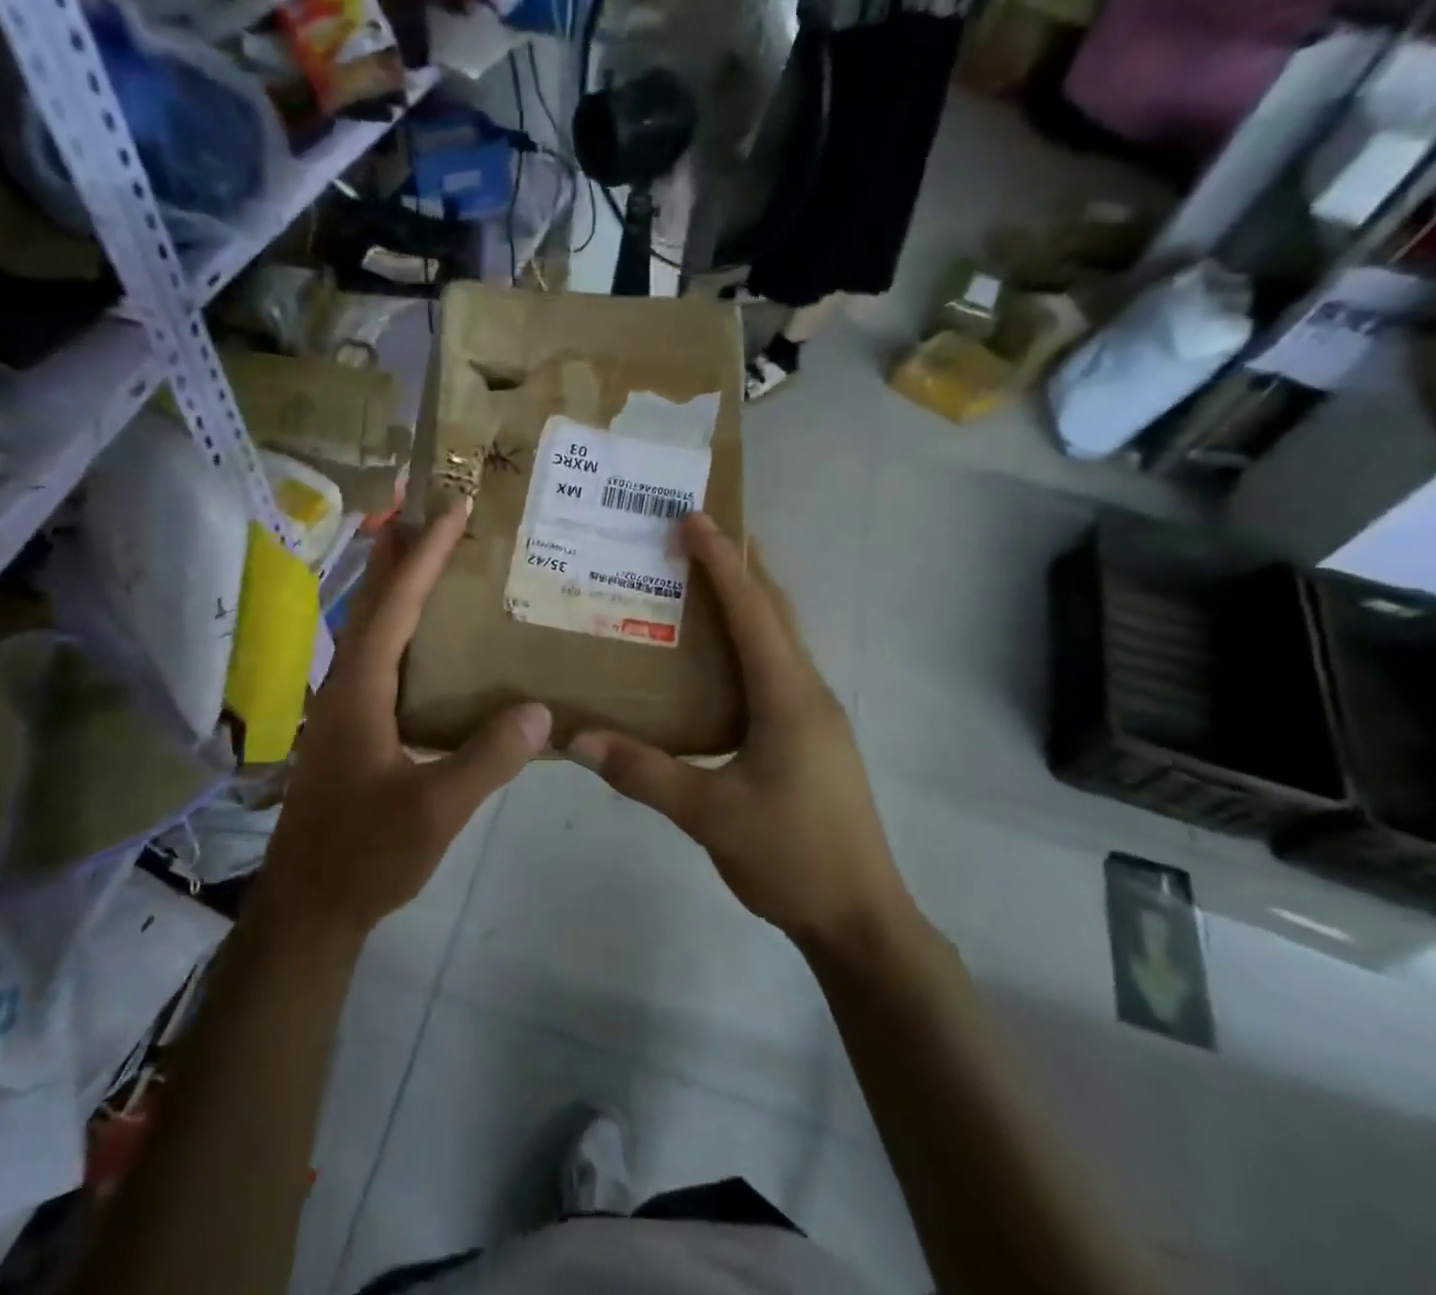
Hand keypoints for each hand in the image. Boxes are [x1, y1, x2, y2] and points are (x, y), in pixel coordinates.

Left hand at [255, 499, 551, 940]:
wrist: (309, 907)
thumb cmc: (364, 855)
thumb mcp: (434, 811)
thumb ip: (487, 760)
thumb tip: (542, 709)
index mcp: (360, 690)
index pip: (395, 606)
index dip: (425, 555)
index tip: (454, 509)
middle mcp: (345, 686)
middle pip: (372, 602)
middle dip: (399, 551)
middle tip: (428, 508)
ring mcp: (344, 707)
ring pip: (370, 628)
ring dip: (394, 584)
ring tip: (426, 553)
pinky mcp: (351, 728)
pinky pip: (378, 656)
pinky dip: (399, 626)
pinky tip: (424, 637)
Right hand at [569, 514, 917, 952]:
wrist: (860, 918)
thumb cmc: (790, 856)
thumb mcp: (709, 815)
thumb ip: (643, 772)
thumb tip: (574, 738)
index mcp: (788, 696)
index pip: (752, 610)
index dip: (722, 561)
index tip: (693, 518)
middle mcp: (807, 692)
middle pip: (775, 611)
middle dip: (739, 566)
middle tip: (695, 536)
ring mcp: (815, 715)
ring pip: (781, 639)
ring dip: (748, 602)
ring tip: (701, 582)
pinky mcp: (811, 737)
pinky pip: (778, 668)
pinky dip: (750, 642)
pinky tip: (718, 661)